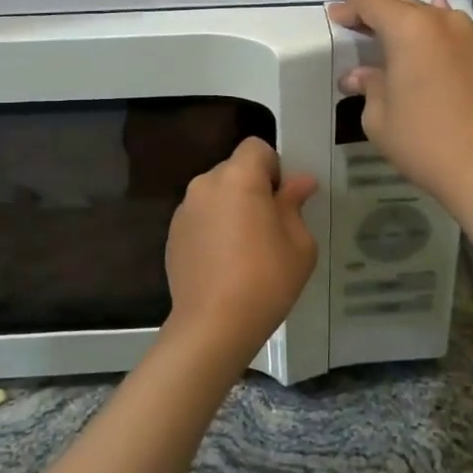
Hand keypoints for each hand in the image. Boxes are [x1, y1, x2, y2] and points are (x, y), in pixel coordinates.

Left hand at [164, 137, 317, 366]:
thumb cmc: (265, 280)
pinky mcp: (172, 234)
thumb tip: (300, 183)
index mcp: (239, 178)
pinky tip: (223, 262)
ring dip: (231, 207)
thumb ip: (295, 205)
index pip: (256, 147)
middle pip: (234, 169)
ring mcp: (184, 210)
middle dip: (252, 187)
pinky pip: (200, 216)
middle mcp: (206, 184)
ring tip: (244, 248)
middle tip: (269, 226)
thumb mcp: (299, 244)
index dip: (273, 166)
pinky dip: (213, 227)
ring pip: (216, 193)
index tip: (281, 199)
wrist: (213, 326)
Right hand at [327, 0, 472, 213]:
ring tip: (397, 16)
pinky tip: (435, 42)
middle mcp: (444, 23)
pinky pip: (458, 38)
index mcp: (410, 30)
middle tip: (357, 0)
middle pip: (404, 3)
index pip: (373, 3)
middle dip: (378, 4)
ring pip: (435, 16)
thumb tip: (360, 77)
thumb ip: (369, 87)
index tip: (337, 14)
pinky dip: (438, 37)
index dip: (351, 6)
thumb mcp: (379, 118)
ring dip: (411, 16)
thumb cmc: (424, 141)